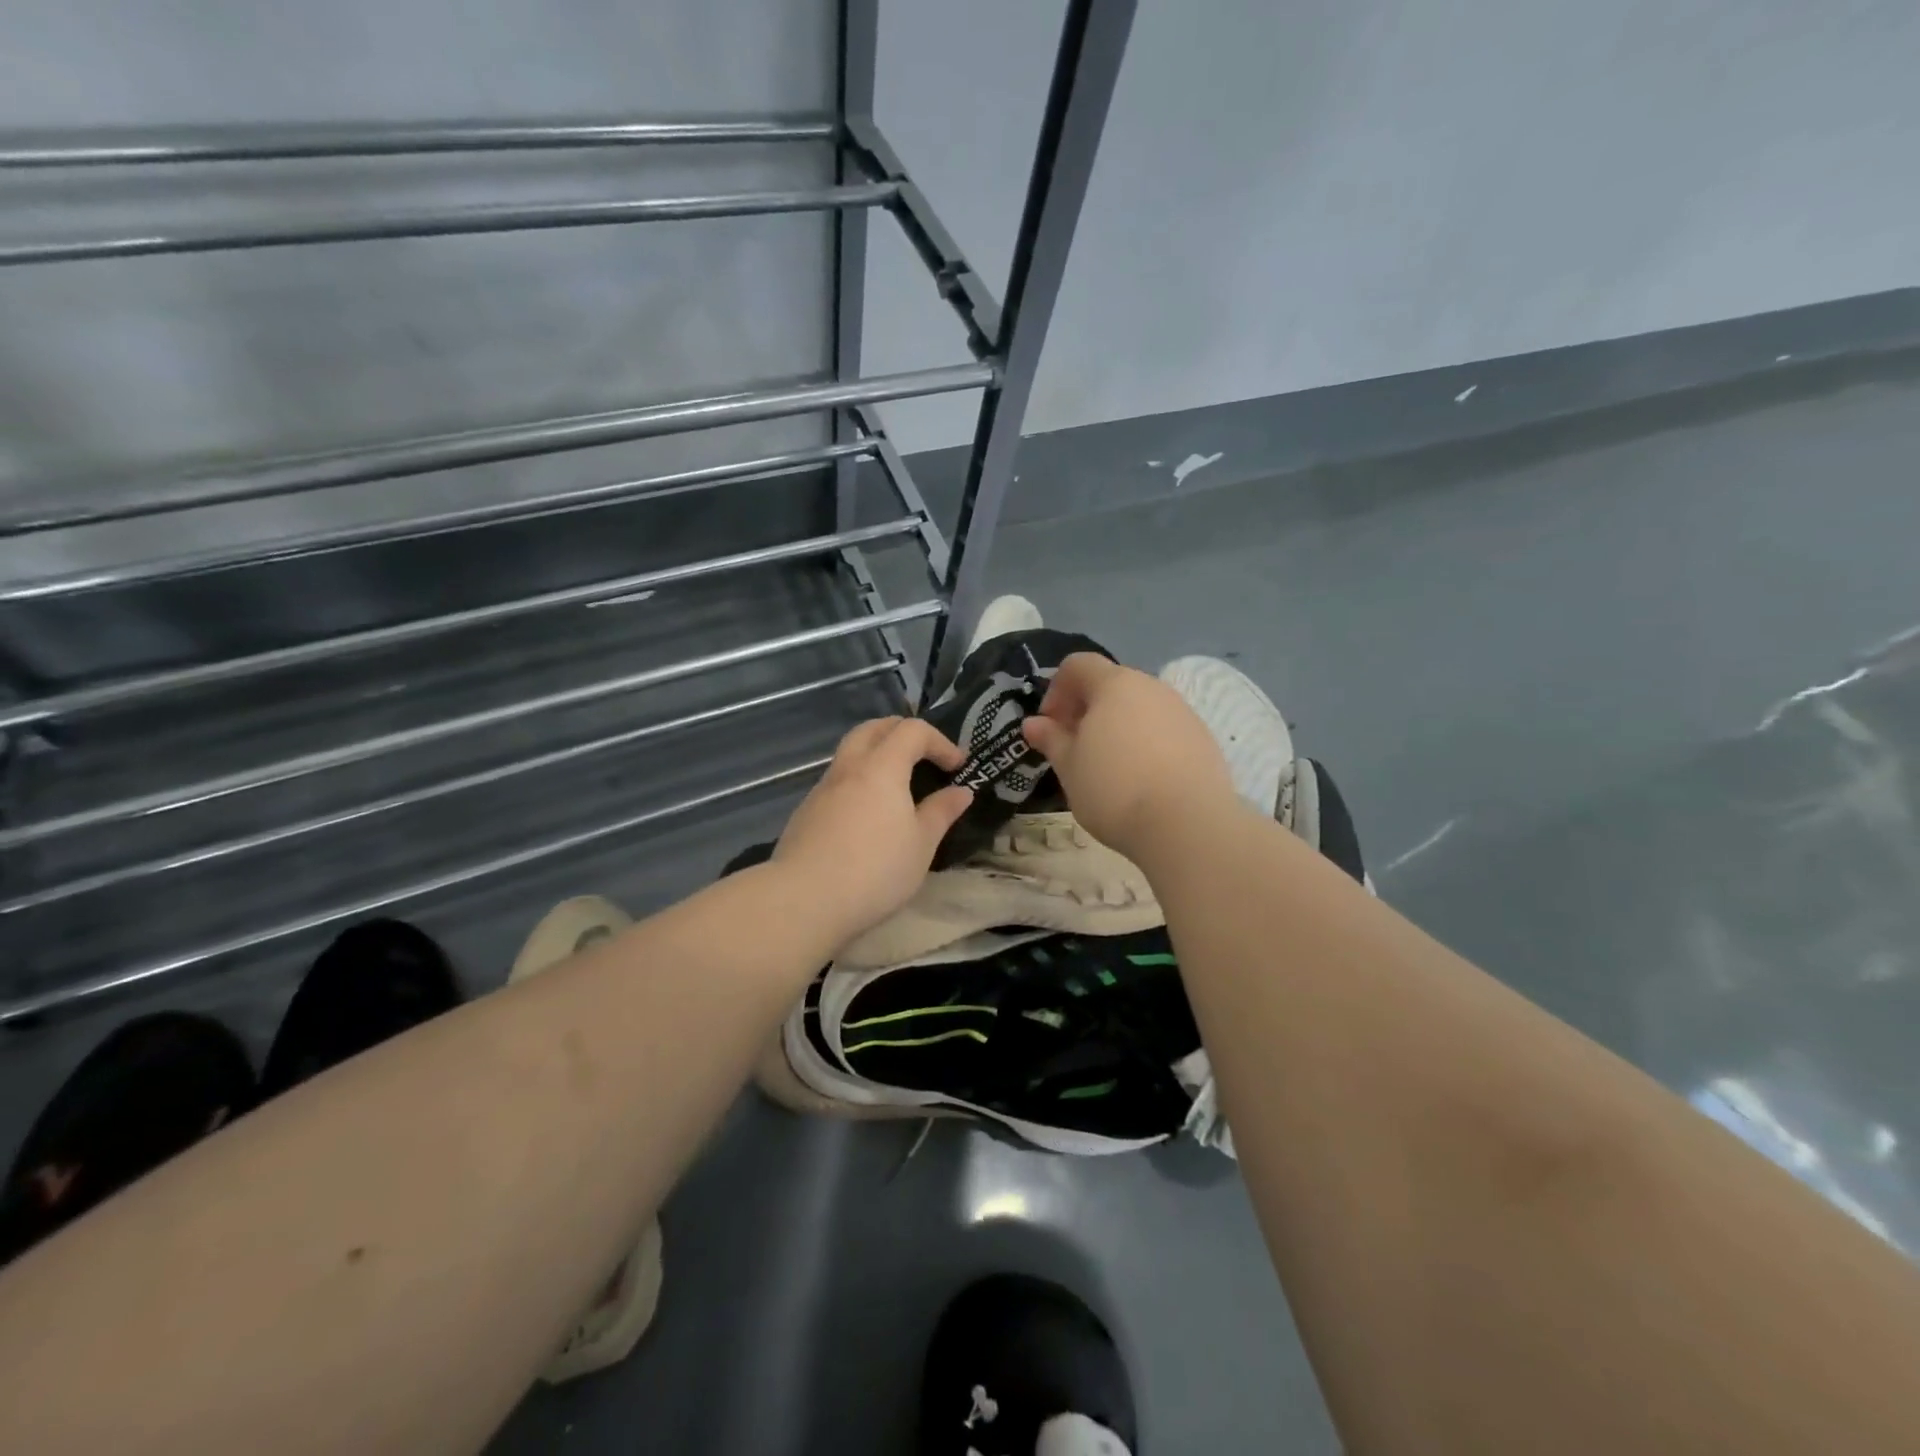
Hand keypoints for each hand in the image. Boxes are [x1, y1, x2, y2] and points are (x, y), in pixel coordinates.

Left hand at [774, 717, 974, 945]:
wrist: (803, 901)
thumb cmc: (875, 871)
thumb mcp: (921, 845)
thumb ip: (941, 812)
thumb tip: (961, 791)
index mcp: (881, 768)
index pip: (912, 731)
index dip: (939, 742)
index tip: (957, 767)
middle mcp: (848, 768)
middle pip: (873, 729)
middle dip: (902, 733)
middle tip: (923, 756)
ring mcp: (821, 789)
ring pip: (850, 753)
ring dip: (876, 755)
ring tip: (896, 787)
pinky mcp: (805, 812)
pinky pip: (836, 781)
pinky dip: (857, 782)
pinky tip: (866, 817)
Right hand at [1022, 653, 1237, 857]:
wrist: (1187, 824)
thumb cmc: (1114, 789)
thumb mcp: (1069, 767)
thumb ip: (1051, 739)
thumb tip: (1033, 723)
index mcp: (1114, 685)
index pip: (1077, 665)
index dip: (1056, 690)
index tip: (1050, 727)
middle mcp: (1151, 687)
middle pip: (1111, 685)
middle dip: (1087, 710)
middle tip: (1074, 749)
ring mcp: (1182, 711)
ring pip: (1139, 708)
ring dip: (1117, 727)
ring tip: (1108, 768)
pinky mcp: (1203, 739)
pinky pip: (1164, 730)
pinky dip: (1146, 744)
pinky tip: (1141, 780)